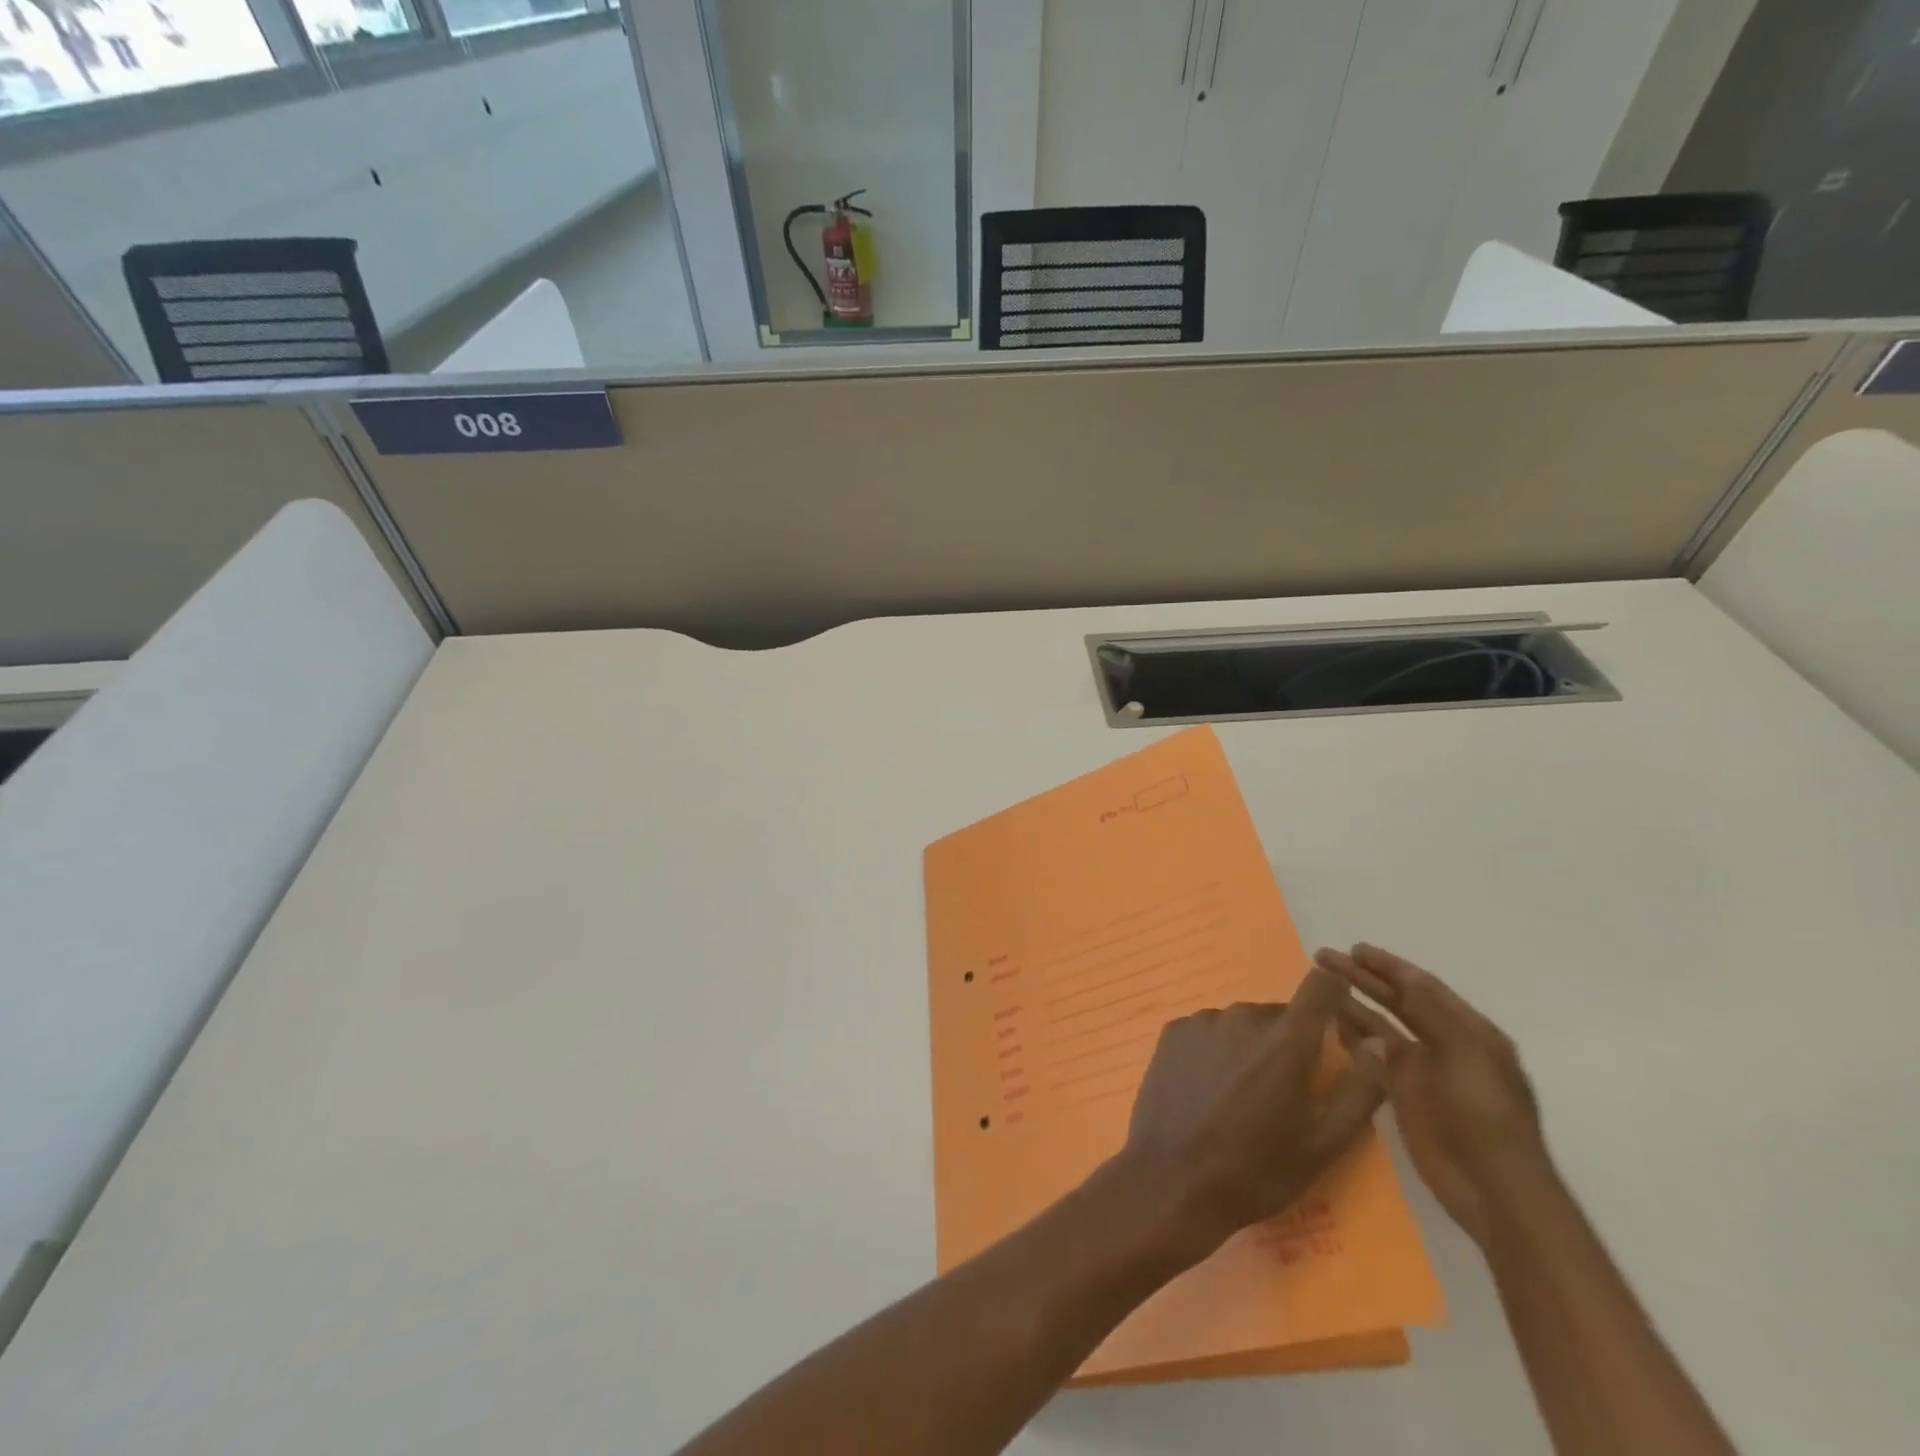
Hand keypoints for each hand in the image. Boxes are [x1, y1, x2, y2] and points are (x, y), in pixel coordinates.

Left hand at [1113, 968, 1387, 1258]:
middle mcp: (1243, 1017)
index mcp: (1286, 1041)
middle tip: (1284, 1090)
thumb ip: (1360, 1090)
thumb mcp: (1324, 1144)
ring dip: (1250, 1045)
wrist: (1173, 1180)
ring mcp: (1203, 1021)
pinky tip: (1208, 1089)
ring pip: (1241, 1023)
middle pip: (1279, 1013)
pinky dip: (1216, 1049)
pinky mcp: (1173, 1031)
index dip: (1333, 992)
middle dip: (1289, 1040)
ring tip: (1242, 1096)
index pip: (1320, 986)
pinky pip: (1208, 1030)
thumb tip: (1380, 1044)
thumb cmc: (1257, 1170)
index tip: (1337, 1014)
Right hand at [1314, 944, 1546, 1246]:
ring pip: (1381, 1026)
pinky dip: (1353, 1037)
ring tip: (1320, 985)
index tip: (1354, 948)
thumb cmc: (1485, 1115)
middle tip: (1324, 958)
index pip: (1422, 986)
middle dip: (1363, 978)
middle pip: (1398, 1001)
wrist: (1492, 1188)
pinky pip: (1373, 1056)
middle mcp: (1445, 1043)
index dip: (1389, 965)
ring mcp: (1423, 1070)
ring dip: (1353, 1004)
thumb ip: (1435, 1014)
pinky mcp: (1403, 1093)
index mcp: (1469, 1031)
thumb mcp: (1467, 1055)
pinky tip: (1329, 1024)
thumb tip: (1406, 977)